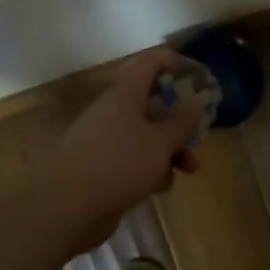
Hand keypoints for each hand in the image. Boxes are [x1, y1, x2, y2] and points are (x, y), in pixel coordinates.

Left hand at [51, 47, 208, 241]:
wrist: (67, 207)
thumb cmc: (119, 164)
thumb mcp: (161, 142)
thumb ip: (183, 121)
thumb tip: (197, 101)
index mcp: (126, 93)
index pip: (152, 62)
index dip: (178, 64)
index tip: (202, 77)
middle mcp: (115, 110)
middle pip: (154, 102)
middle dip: (181, 120)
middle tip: (199, 134)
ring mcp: (106, 138)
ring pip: (147, 134)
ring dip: (171, 148)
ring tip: (189, 168)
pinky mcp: (103, 165)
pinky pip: (134, 158)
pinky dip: (151, 167)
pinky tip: (159, 187)